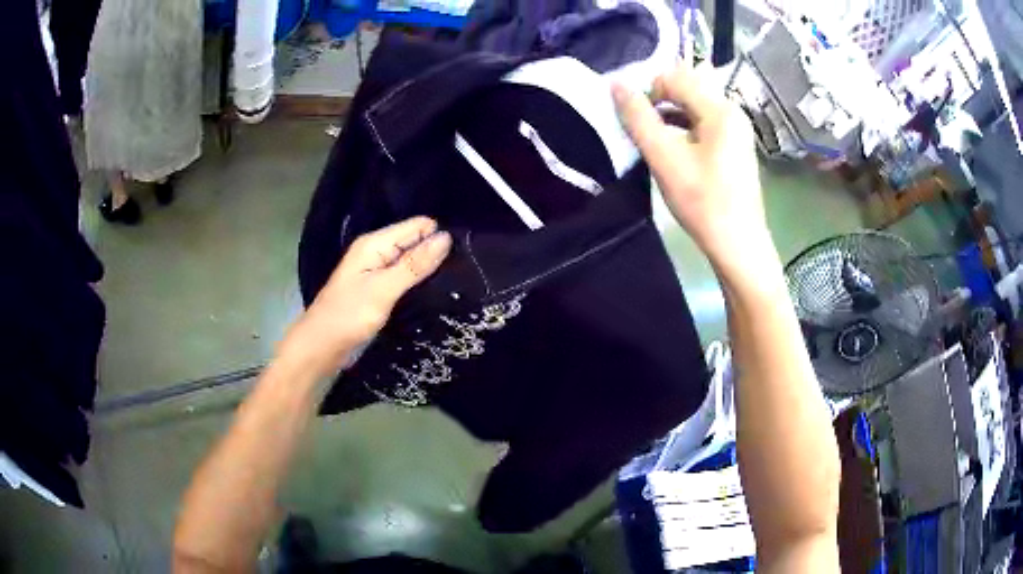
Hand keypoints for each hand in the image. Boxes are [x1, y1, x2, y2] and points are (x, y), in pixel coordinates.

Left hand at [280, 217, 451, 377]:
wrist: (320, 349)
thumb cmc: (348, 317)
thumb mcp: (383, 289)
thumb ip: (414, 264)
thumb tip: (446, 238)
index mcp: (375, 244)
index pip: (418, 226)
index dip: (440, 236)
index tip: (466, 254)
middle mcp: (377, 253)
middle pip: (416, 243)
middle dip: (437, 254)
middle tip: (466, 272)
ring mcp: (378, 273)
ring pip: (413, 263)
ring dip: (430, 272)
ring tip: (458, 284)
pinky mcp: (380, 292)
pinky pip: (406, 280)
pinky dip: (420, 286)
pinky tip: (437, 295)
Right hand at [612, 63, 771, 272]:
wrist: (738, 245)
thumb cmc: (703, 202)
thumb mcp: (665, 158)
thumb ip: (639, 119)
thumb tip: (617, 84)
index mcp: (720, 109)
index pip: (675, 78)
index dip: (648, 91)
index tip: (633, 120)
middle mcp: (732, 112)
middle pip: (686, 89)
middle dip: (658, 103)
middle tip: (642, 131)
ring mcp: (736, 130)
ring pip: (694, 107)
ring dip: (669, 117)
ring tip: (654, 143)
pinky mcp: (734, 146)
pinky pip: (703, 124)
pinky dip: (683, 129)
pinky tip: (673, 152)